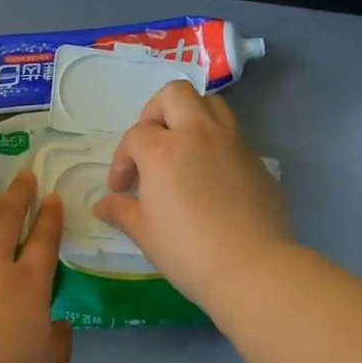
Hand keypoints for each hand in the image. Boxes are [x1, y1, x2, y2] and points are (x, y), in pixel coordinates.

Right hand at [93, 82, 291, 308]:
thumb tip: (103, 205)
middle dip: (155, 113)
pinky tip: (211, 179)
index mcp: (163, 150)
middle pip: (174, 95)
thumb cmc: (187, 251)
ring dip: (190, 117)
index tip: (121, 189)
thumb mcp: (144, 233)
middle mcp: (199, 135)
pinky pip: (233, 136)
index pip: (135, 137)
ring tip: (182, 150)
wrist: (251, 267)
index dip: (122, 161)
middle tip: (150, 145)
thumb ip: (121, 212)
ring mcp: (233, 144)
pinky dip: (216, 145)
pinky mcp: (258, 161)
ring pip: (211, 105)